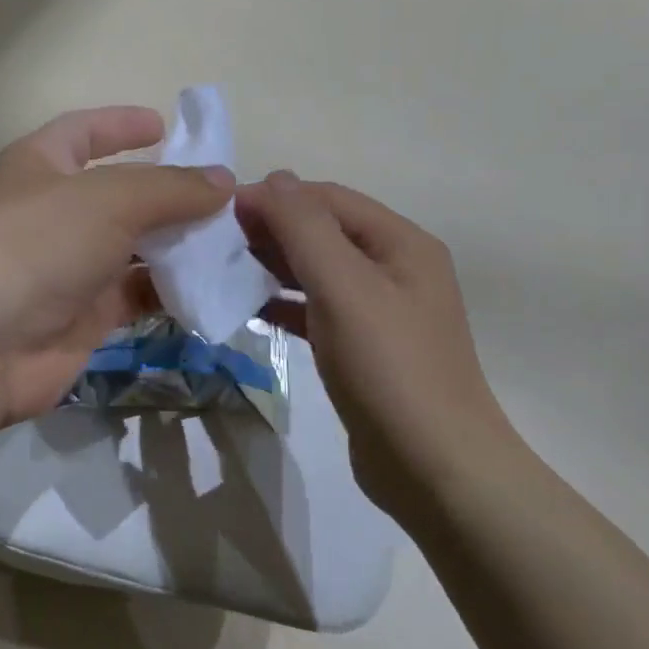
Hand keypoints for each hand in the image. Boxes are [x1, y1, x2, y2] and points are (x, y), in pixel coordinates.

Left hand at [0, 107, 233, 432]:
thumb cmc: (38, 244)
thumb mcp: (111, 199)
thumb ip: (171, 188)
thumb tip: (224, 180)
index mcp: (42, 164)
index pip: (84, 132)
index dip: (121, 124)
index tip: (165, 126)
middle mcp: (54, 212)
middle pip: (120, 193)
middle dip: (169, 194)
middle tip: (223, 197)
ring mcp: (68, 266)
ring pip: (133, 248)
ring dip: (177, 245)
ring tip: (231, 241)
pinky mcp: (83, 315)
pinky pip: (135, 295)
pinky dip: (169, 290)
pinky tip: (211, 287)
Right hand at [237, 172, 510, 515]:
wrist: (434, 470)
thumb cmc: (389, 368)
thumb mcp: (344, 287)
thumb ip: (305, 228)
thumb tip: (274, 178)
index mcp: (401, 243)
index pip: (328, 199)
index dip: (274, 198)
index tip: (218, 210)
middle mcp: (395, 268)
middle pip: (323, 232)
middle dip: (271, 229)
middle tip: (214, 241)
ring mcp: (380, 311)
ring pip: (317, 271)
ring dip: (273, 264)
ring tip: (223, 268)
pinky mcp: (363, 348)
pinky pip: (316, 309)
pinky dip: (284, 303)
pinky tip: (249, 308)